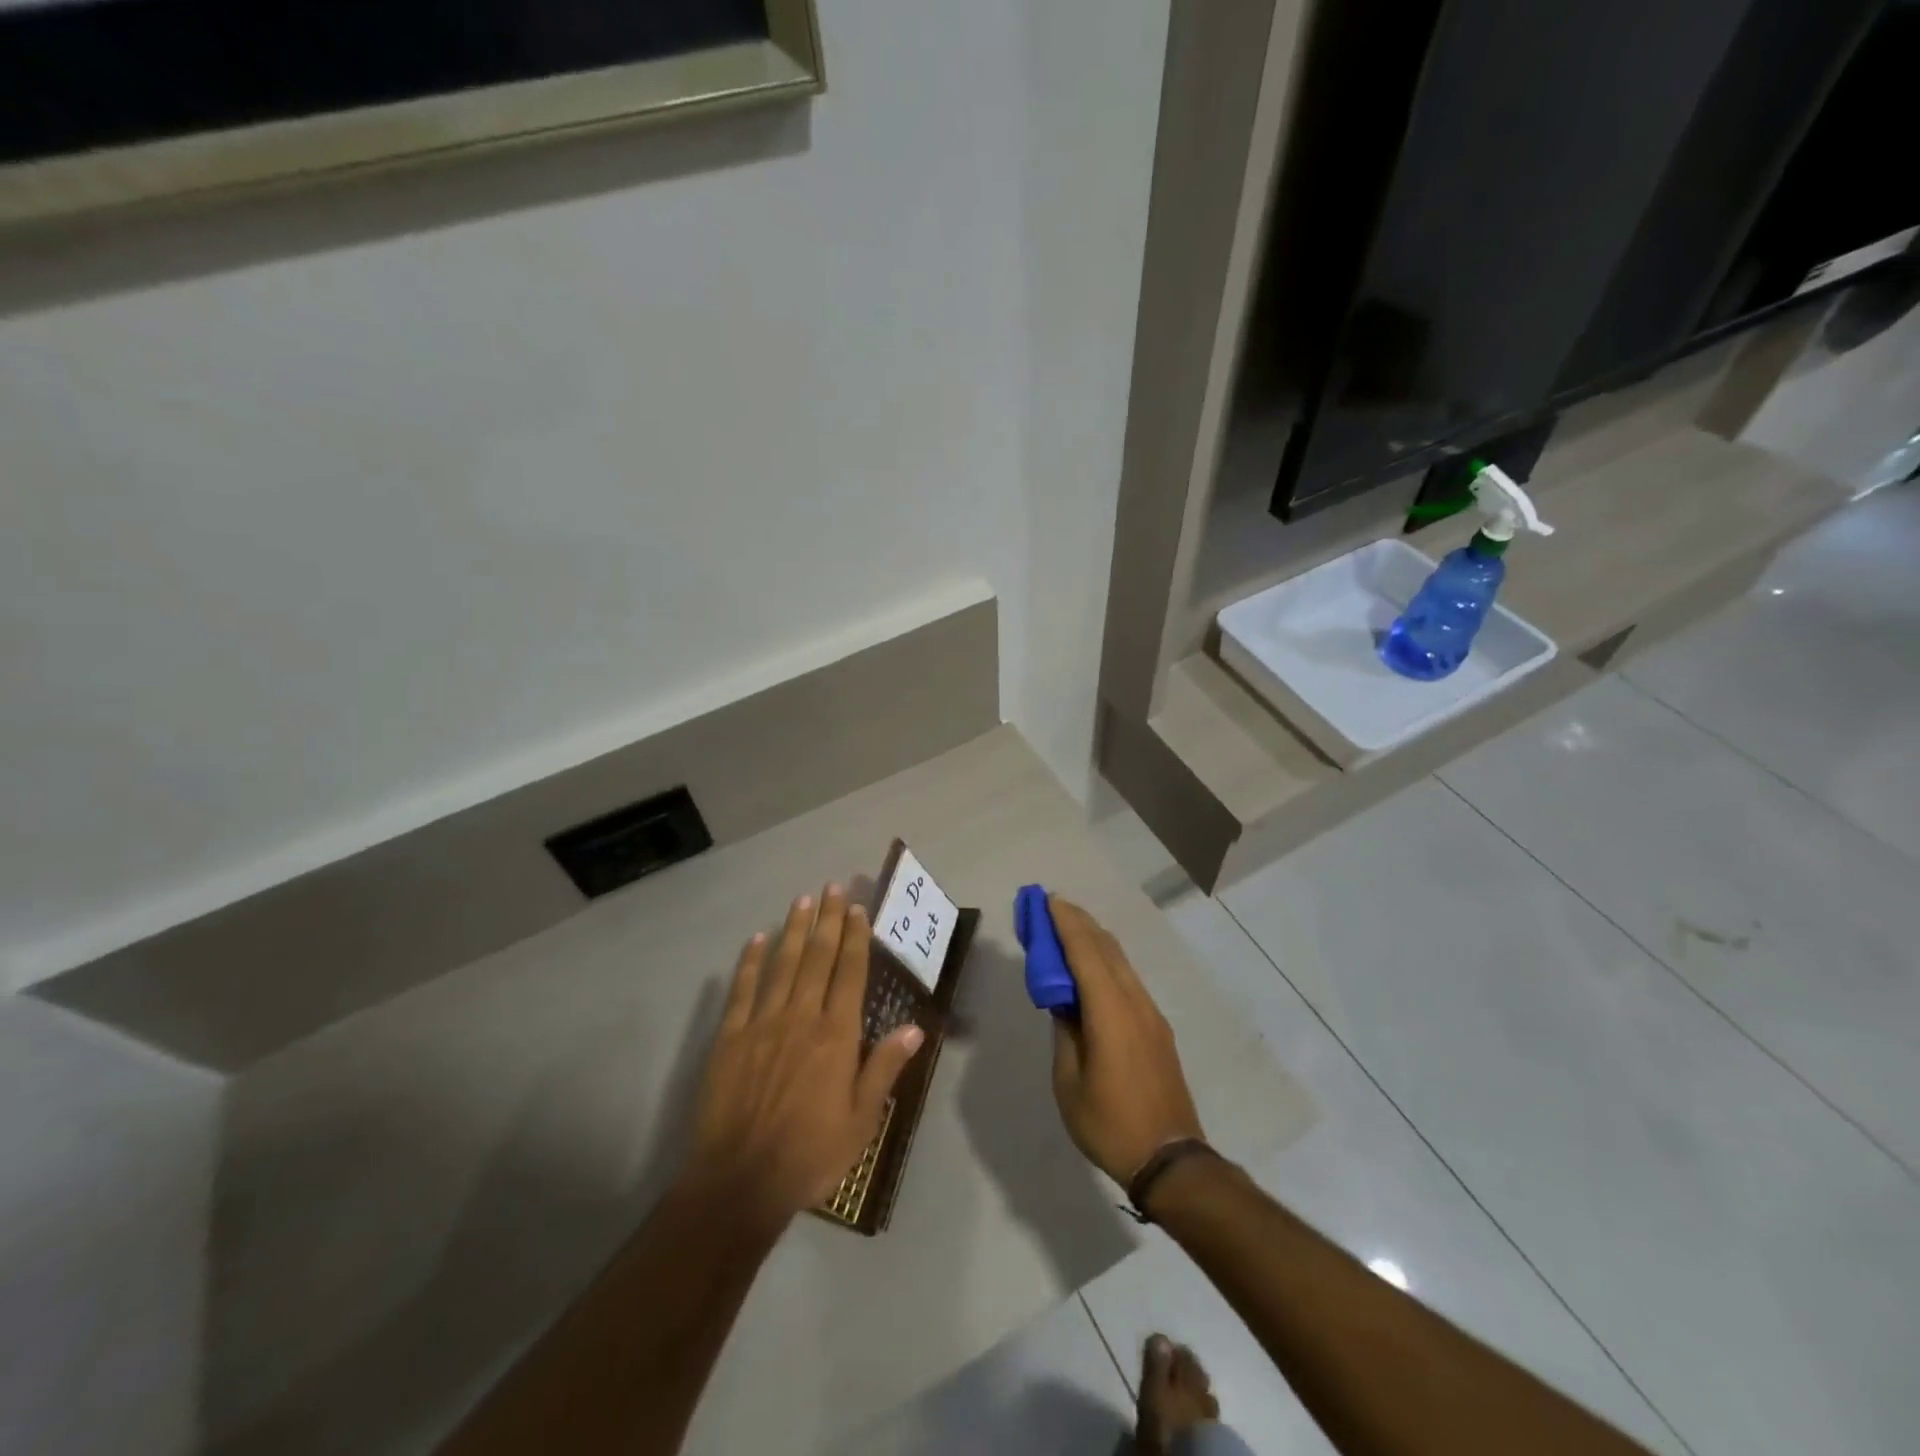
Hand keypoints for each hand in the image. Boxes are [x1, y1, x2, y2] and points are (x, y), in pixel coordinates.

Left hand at [681, 885, 923, 1225]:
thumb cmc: (810, 1154)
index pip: (849, 972)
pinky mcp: (729, 1037)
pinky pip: (742, 989)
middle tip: (832, 886)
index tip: (857, 908)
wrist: (739, 1182)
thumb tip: (914, 1027)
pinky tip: (757, 939)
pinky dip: (750, 961)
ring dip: (793, 929)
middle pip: (817, 957)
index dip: (854, 937)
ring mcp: (762, 1023)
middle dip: (826, 919)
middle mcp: (801, 1017)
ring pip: (782, 964)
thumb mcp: (861, 1121)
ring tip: (802, 900)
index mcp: (836, 1035)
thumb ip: (884, 1068)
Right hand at [1048, 896, 1204, 1186]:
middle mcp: (1135, 1002)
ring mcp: (1151, 1013)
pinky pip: (1127, 979)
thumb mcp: (1069, 1081)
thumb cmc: (1110, 1124)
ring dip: (1092, 940)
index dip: (1065, 923)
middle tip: (1051, 908)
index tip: (1047, 900)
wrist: (1171, 1160)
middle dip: (1078, 922)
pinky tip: (1090, 968)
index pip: (1086, 953)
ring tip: (1066, 931)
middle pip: (1106, 948)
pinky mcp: (1157, 1027)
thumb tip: (1062, 1002)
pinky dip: (1105, 961)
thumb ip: (1064, 1032)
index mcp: (1110, 1013)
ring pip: (1120, 961)